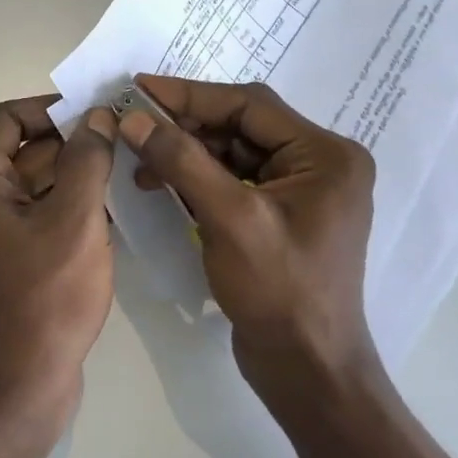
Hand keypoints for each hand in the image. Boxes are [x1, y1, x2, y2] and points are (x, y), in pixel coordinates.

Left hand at [0, 96, 117, 421]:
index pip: (7, 117)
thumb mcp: (75, 220)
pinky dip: (54, 209)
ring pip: (21, 184)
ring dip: (65, 179)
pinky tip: (99, 215)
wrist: (12, 389)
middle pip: (14, 150)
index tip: (99, 118)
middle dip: (67, 146)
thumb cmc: (43, 299)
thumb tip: (96, 117)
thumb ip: (87, 158)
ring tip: (118, 179)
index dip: (53, 111)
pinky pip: (20, 216)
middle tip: (119, 147)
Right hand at [117, 75, 379, 410]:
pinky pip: (231, 181)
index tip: (138, 87)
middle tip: (132, 125)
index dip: (189, 94)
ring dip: (185, 154)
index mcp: (325, 155)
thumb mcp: (229, 218)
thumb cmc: (279, 290)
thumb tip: (133, 118)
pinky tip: (160, 185)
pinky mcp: (278, 217)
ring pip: (231, 153)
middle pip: (240, 126)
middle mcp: (318, 164)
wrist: (306, 370)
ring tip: (139, 161)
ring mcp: (299, 192)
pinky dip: (195, 180)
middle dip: (184, 127)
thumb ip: (182, 161)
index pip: (249, 105)